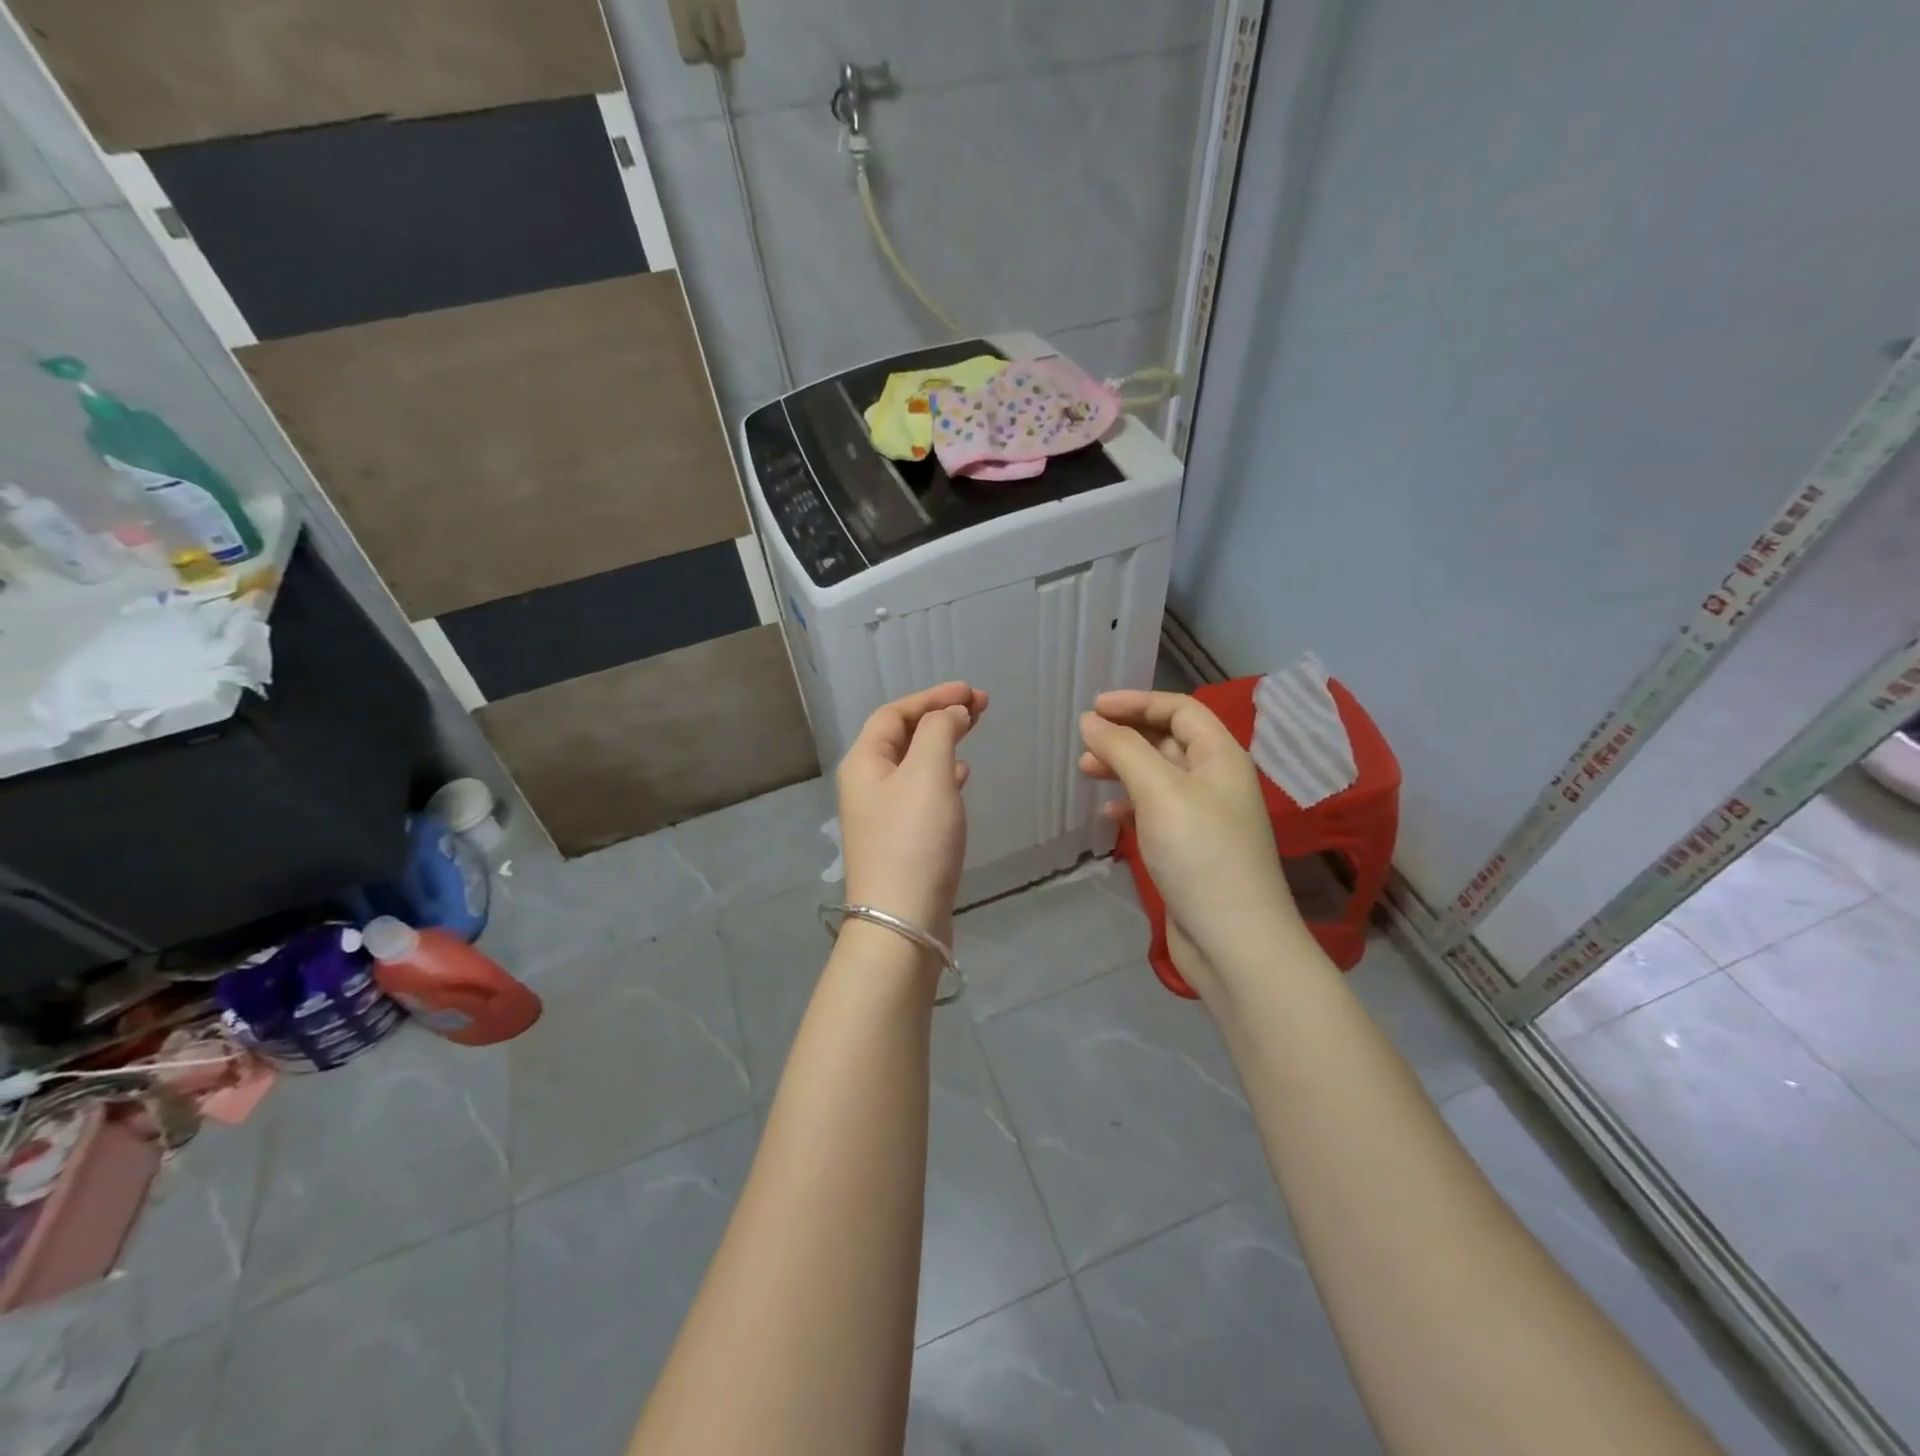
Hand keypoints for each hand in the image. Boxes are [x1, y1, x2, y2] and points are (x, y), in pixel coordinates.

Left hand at [837, 682, 987, 939]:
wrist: (903, 920)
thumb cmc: (914, 839)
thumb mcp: (928, 773)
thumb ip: (940, 732)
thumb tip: (951, 713)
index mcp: (864, 762)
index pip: (894, 713)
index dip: (932, 697)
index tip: (971, 692)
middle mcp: (866, 783)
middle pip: (902, 736)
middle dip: (940, 716)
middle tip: (981, 706)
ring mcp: (881, 814)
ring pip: (914, 763)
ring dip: (943, 743)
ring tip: (974, 733)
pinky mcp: (900, 839)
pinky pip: (920, 791)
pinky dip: (942, 775)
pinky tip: (961, 776)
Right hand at [1079, 691, 1302, 993]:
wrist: (1234, 941)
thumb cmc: (1200, 853)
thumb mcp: (1159, 791)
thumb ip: (1123, 749)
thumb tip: (1091, 720)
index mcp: (1221, 757)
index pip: (1180, 710)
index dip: (1137, 702)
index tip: (1094, 708)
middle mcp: (1216, 781)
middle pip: (1168, 741)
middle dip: (1126, 736)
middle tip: (1085, 745)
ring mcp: (1205, 817)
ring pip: (1159, 777)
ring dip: (1124, 769)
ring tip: (1087, 773)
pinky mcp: (1191, 849)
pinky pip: (1157, 811)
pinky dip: (1131, 805)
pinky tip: (1110, 815)